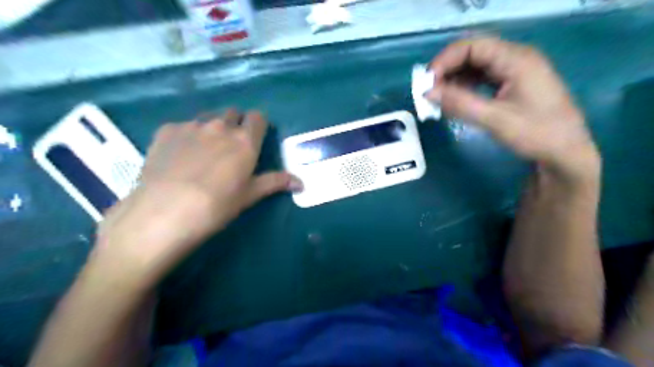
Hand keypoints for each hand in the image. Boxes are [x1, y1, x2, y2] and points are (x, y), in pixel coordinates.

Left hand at [91, 110, 301, 285]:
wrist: (166, 211)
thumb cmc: (217, 205)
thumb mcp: (250, 195)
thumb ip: (276, 182)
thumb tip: (302, 183)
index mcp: (245, 141)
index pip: (258, 117)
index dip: (258, 125)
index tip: (256, 137)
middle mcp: (220, 127)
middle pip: (233, 113)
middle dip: (236, 124)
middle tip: (230, 146)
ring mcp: (192, 126)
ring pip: (208, 118)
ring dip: (212, 128)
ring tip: (204, 150)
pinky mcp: (167, 130)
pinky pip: (183, 125)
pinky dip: (187, 135)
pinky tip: (179, 155)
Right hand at [427, 37, 598, 181]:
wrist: (565, 153)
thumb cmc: (536, 134)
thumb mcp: (494, 119)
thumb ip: (459, 104)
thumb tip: (427, 93)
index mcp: (516, 59)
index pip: (472, 46)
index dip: (445, 61)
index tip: (426, 83)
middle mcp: (515, 58)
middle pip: (472, 53)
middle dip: (447, 70)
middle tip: (429, 92)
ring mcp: (514, 71)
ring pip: (475, 66)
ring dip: (454, 79)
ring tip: (438, 99)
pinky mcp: (512, 84)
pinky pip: (481, 78)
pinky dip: (464, 87)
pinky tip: (455, 101)